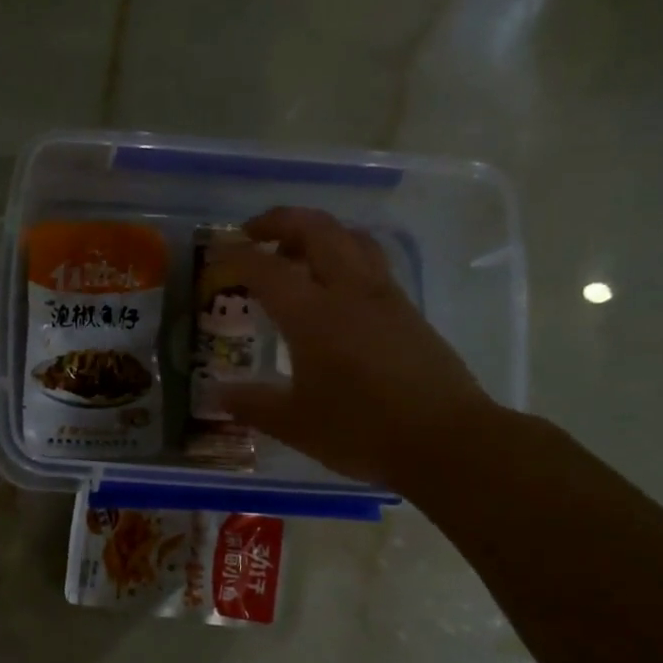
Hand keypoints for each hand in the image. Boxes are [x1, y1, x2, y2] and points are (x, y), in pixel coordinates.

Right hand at [210, 207, 497, 492]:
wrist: (447, 441)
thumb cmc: (362, 431)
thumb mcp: (295, 424)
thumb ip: (253, 404)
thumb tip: (217, 395)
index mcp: (314, 316)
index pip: (266, 269)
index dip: (235, 258)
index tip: (215, 260)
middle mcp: (349, 292)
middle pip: (317, 229)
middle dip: (280, 221)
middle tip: (252, 234)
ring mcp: (384, 298)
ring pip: (350, 239)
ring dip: (317, 232)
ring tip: (293, 254)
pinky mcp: (407, 311)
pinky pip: (370, 262)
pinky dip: (343, 255)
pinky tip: (333, 289)